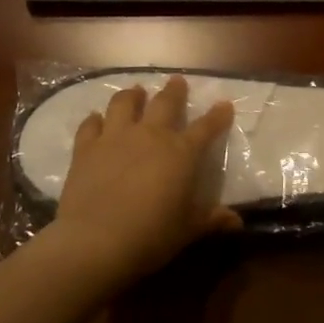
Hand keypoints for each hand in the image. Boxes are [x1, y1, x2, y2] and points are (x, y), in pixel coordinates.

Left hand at [53, 75, 241, 286]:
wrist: (96, 241)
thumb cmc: (151, 236)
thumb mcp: (188, 230)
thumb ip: (212, 220)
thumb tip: (237, 222)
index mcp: (181, 153)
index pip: (206, 127)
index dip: (218, 116)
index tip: (224, 105)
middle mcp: (150, 136)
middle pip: (165, 103)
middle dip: (174, 91)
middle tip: (177, 81)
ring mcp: (115, 138)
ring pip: (124, 103)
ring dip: (132, 95)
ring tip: (136, 91)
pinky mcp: (86, 148)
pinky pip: (90, 125)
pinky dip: (95, 120)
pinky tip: (96, 119)